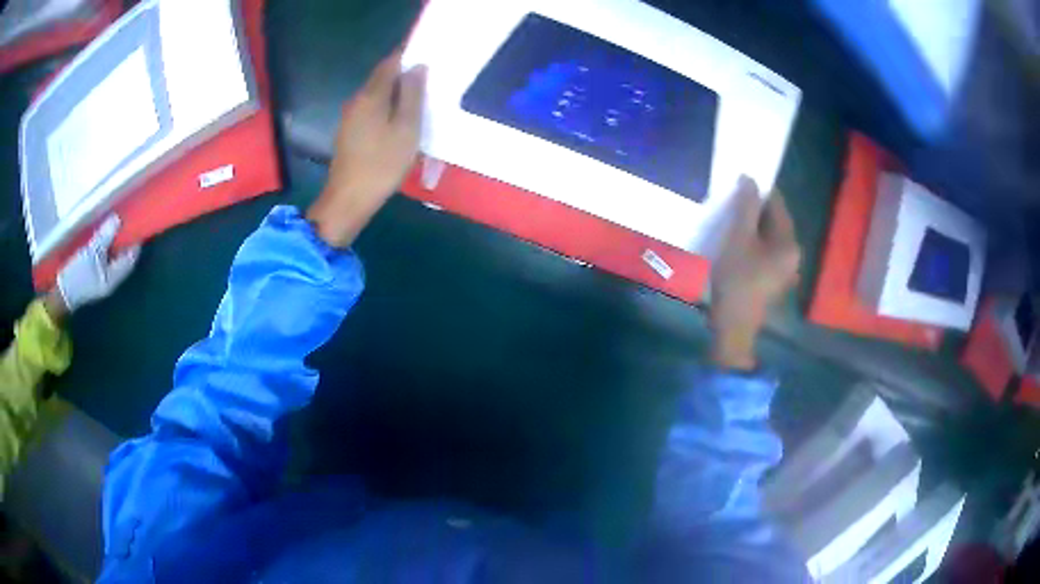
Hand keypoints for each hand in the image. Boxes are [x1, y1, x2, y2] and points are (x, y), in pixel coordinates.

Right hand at [56, 215, 139, 313]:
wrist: (61, 293)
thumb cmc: (77, 276)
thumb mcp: (91, 254)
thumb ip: (104, 237)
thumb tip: (117, 219)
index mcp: (114, 278)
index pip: (130, 257)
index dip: (134, 240)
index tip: (137, 221)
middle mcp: (110, 278)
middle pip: (122, 255)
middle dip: (124, 237)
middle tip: (125, 216)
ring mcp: (101, 276)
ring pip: (112, 255)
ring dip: (114, 240)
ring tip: (115, 219)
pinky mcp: (92, 273)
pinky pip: (103, 256)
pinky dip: (105, 244)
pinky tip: (102, 231)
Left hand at [306, 49, 427, 247]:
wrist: (349, 199)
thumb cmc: (382, 164)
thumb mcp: (406, 128)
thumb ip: (412, 95)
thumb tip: (417, 67)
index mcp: (371, 95)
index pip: (390, 63)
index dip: (408, 55)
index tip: (427, 56)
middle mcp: (356, 100)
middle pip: (381, 78)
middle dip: (403, 74)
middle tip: (428, 79)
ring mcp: (349, 117)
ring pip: (376, 95)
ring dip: (395, 93)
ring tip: (418, 100)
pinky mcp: (349, 133)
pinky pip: (371, 109)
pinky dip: (386, 108)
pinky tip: (398, 120)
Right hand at [710, 177, 800, 370]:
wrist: (732, 325)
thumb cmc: (736, 280)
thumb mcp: (738, 237)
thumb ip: (746, 206)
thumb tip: (750, 178)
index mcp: (789, 242)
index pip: (778, 204)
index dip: (759, 190)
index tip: (739, 183)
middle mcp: (793, 254)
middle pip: (775, 220)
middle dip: (755, 208)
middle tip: (731, 202)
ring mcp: (784, 269)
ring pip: (769, 236)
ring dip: (752, 225)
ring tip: (731, 220)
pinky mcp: (773, 278)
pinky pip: (765, 250)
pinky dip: (753, 242)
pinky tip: (736, 243)